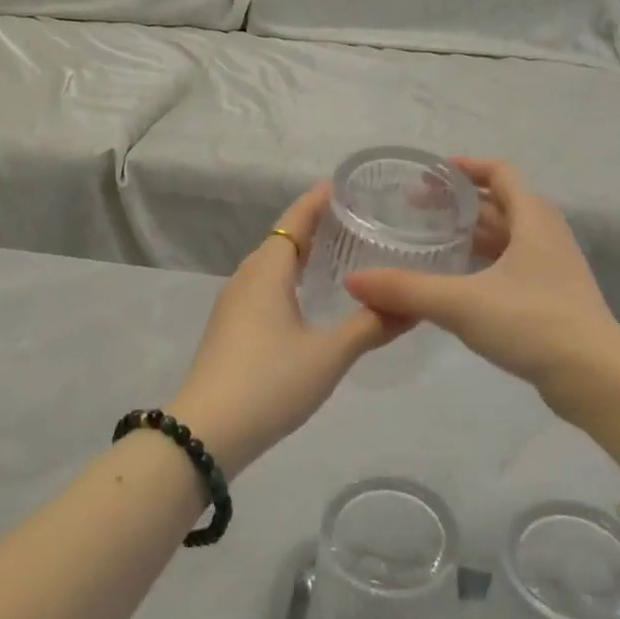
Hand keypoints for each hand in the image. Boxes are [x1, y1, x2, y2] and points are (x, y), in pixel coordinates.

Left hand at [167, 182, 400, 473]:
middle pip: (281, 240)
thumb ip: (371, 327)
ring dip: (299, 256)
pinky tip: (306, 299)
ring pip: (270, 266)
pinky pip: (263, 288)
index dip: (316, 202)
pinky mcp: (229, 329)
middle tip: (352, 222)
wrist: (206, 433)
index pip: (294, 221)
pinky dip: (288, 280)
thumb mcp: (330, 355)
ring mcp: (232, 305)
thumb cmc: (271, 381)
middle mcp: (246, 279)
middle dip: (312, 227)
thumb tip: (413, 305)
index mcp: (267, 271)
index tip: (341, 186)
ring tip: (335, 256)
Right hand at [346, 159, 619, 432]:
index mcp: (533, 219)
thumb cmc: (532, 323)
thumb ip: (406, 290)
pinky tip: (456, 282)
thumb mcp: (462, 303)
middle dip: (460, 203)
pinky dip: (482, 263)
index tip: (430, 174)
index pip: (500, 173)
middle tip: (416, 210)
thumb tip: (354, 280)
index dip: (466, 168)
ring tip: (431, 241)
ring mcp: (552, 268)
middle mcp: (546, 235)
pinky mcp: (551, 297)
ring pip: (506, 237)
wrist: (595, 378)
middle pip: (501, 204)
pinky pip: (511, 265)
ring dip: (471, 234)